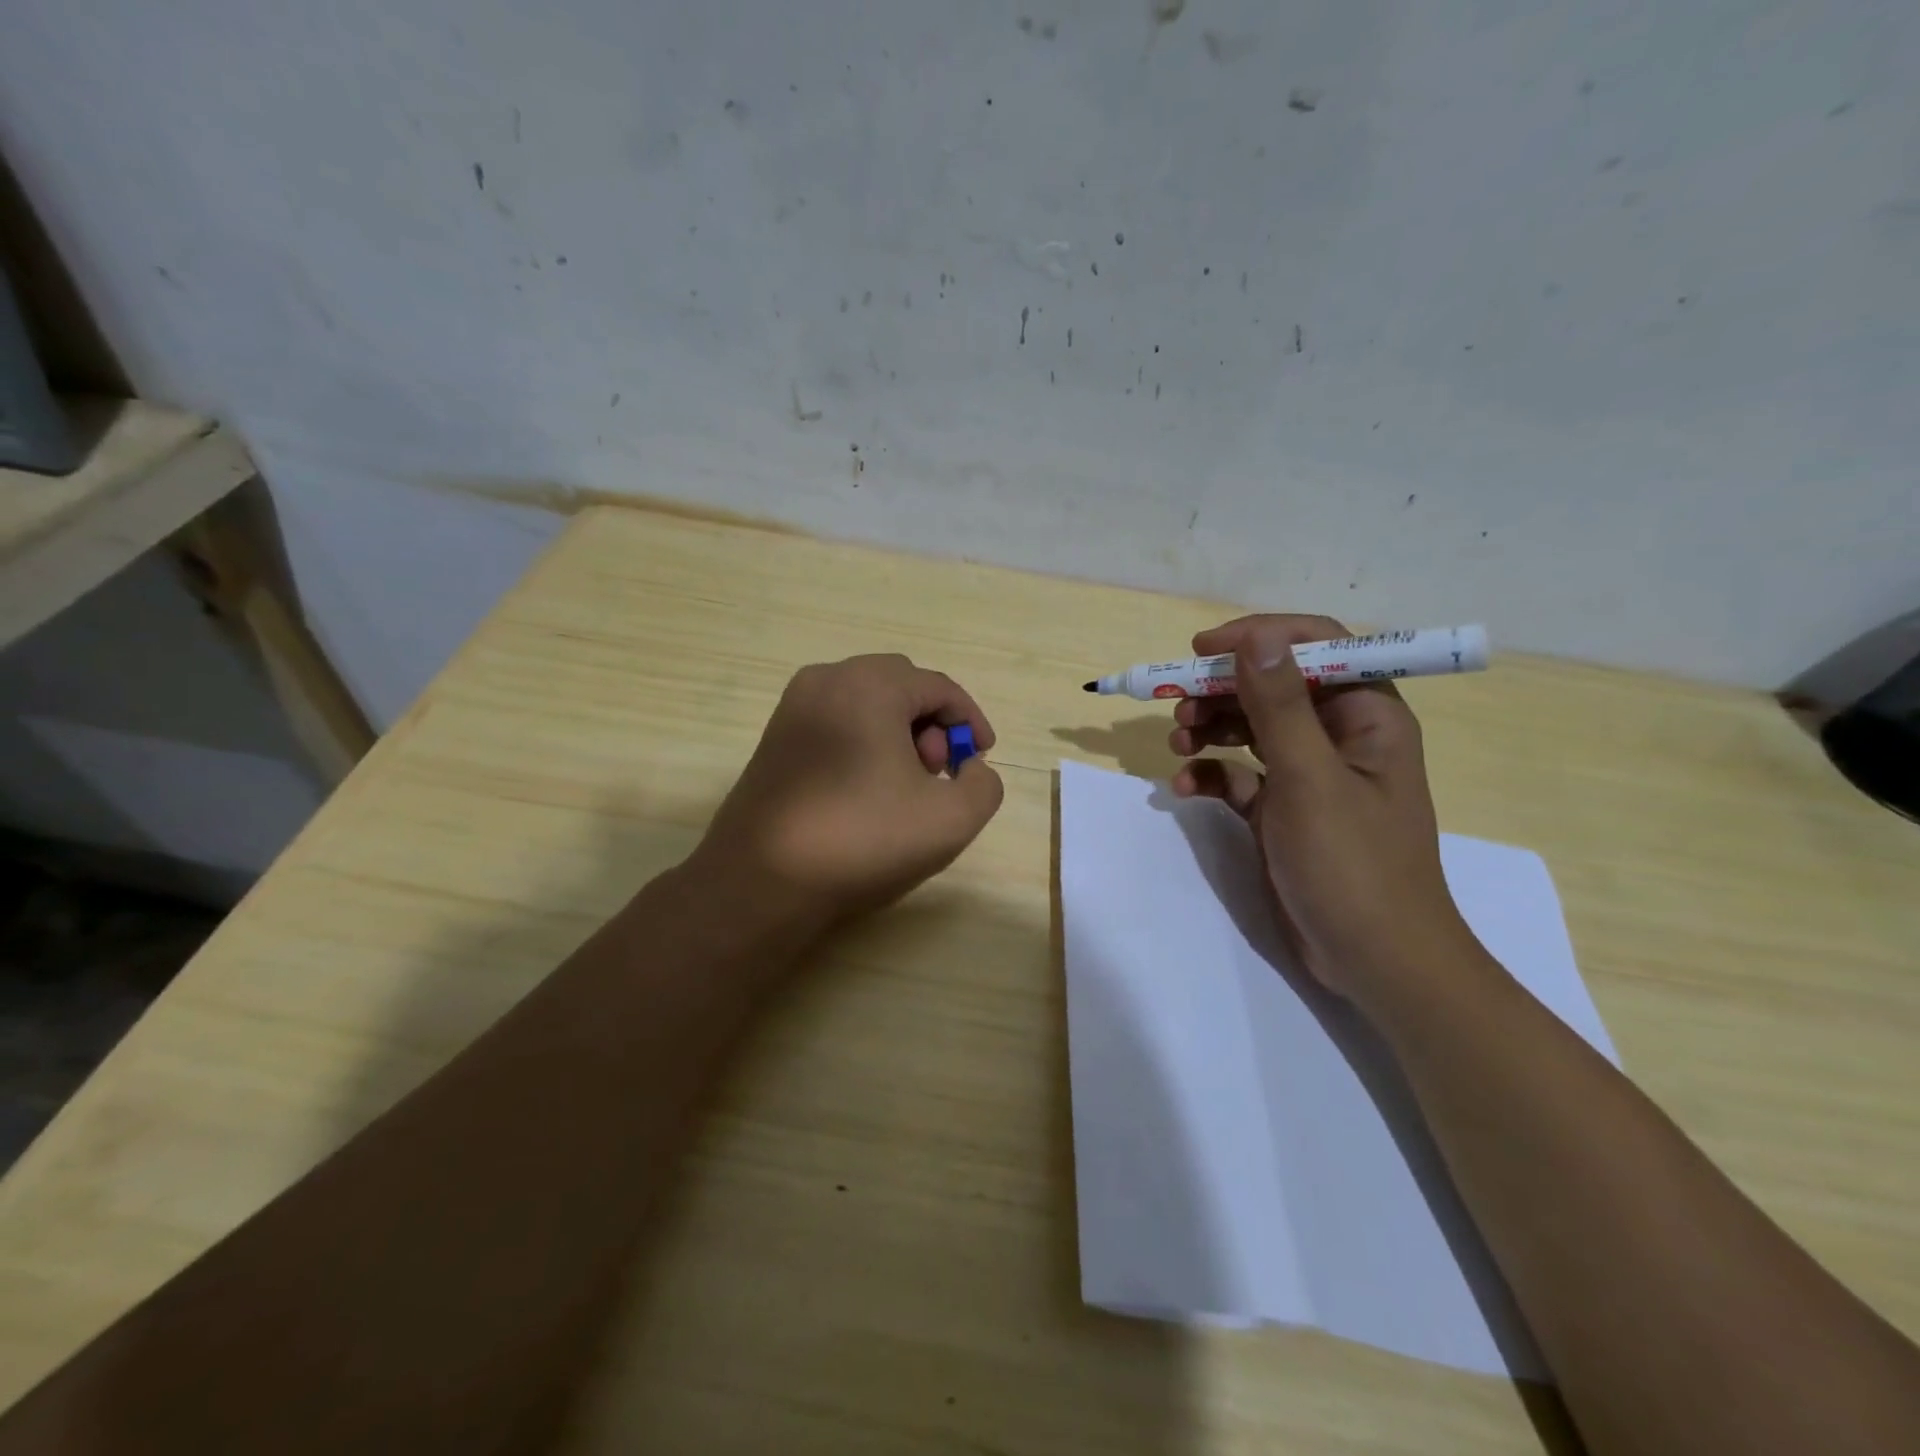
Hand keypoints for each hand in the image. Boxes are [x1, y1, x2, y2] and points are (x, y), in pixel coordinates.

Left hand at [692, 654, 1005, 929]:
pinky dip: (863, 742)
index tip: (982, 759)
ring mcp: (793, 707)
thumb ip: (983, 784)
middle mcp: (827, 679)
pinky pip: (836, 721)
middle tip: (938, 772)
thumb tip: (970, 769)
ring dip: (898, 734)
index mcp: (870, 685)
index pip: (939, 687)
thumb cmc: (862, 840)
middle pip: (901, 687)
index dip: (970, 721)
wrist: (761, 881)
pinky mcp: (774, 737)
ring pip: (866, 703)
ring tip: (903, 787)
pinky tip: (865, 791)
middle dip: (932, 725)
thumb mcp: (950, 819)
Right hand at [1168, 614, 1473, 1005]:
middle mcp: (1338, 735)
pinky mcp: (1283, 810)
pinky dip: (1211, 773)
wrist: (1374, 960)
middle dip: (1223, 689)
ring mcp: (1309, 774)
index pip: (1315, 646)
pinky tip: (1184, 785)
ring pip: (1251, 727)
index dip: (1259, 637)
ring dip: (1210, 727)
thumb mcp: (1311, 779)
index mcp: (1365, 714)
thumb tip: (1256, 638)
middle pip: (1273, 686)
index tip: (1203, 650)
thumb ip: (1281, 705)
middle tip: (1179, 705)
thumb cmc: (1353, 864)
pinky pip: (1240, 775)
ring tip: (1176, 740)